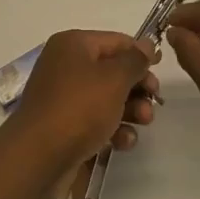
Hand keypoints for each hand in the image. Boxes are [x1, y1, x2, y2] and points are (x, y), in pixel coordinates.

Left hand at [5, 30, 159, 198]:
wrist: (37, 157)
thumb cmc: (79, 108)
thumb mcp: (114, 79)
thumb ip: (135, 60)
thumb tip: (147, 43)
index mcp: (74, 45)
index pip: (116, 41)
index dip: (141, 54)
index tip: (161, 70)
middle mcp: (66, 66)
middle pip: (113, 70)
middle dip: (137, 87)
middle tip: (155, 101)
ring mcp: (64, 97)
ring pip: (107, 97)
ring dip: (131, 109)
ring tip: (144, 122)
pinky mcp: (65, 125)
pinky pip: (95, 120)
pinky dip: (113, 129)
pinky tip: (124, 142)